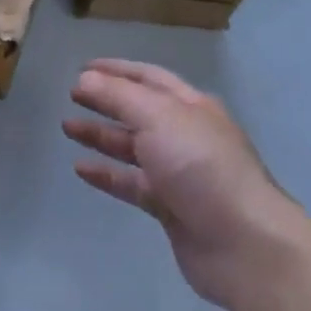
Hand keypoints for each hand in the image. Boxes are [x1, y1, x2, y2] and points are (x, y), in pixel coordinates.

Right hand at [64, 59, 298, 310]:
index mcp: (191, 106)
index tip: (83, 67)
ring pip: (133, 147)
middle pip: (139, 111)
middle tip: (71, 95)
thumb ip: (118, 96)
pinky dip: (107, 174)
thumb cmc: (200, 166)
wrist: (243, 243)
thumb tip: (85, 77)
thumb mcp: (158, 117)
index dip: (116, 70)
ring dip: (101, 136)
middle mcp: (186, 134)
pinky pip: (132, 184)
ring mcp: (179, 172)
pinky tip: (81, 169)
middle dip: (106, 101)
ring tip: (67, 128)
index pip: (148, 78)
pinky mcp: (171, 207)